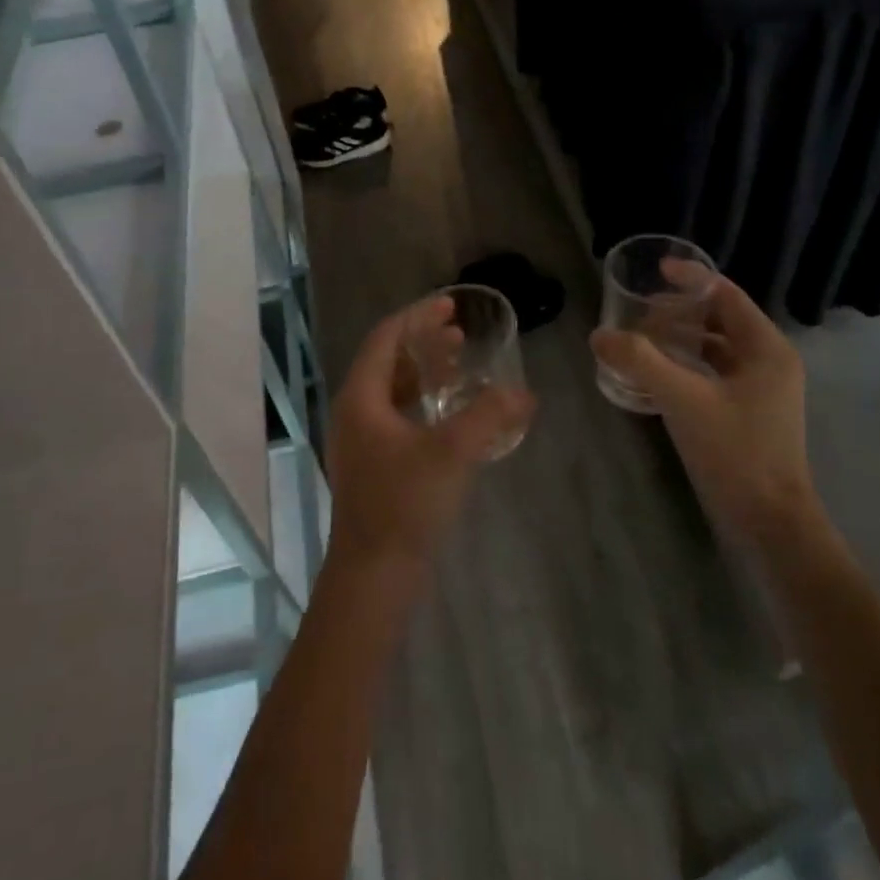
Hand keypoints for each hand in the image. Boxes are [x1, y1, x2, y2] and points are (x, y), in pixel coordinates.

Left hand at [325, 299, 535, 576]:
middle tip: (460, 330)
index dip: (417, 316)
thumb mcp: (452, 452)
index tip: (449, 304)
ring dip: (425, 371)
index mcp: (361, 398)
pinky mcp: (376, 465)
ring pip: (394, 390)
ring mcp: (363, 441)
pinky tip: (454, 413)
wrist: (374, 574)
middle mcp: (356, 413)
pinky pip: (400, 416)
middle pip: (388, 361)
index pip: (386, 338)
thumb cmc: (404, 503)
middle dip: (423, 341)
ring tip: (460, 362)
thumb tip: (524, 393)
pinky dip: (426, 402)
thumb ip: (489, 415)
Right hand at [592, 269, 818, 541]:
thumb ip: (641, 363)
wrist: (770, 522)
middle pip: (721, 320)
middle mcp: (769, 362)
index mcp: (767, 349)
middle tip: (639, 315)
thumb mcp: (684, 401)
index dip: (692, 279)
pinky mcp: (748, 414)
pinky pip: (713, 375)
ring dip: (680, 341)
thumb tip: (600, 335)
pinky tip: (655, 377)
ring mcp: (760, 391)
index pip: (727, 295)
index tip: (656, 271)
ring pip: (716, 349)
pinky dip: (686, 367)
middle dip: (680, 313)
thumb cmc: (735, 453)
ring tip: (641, 342)